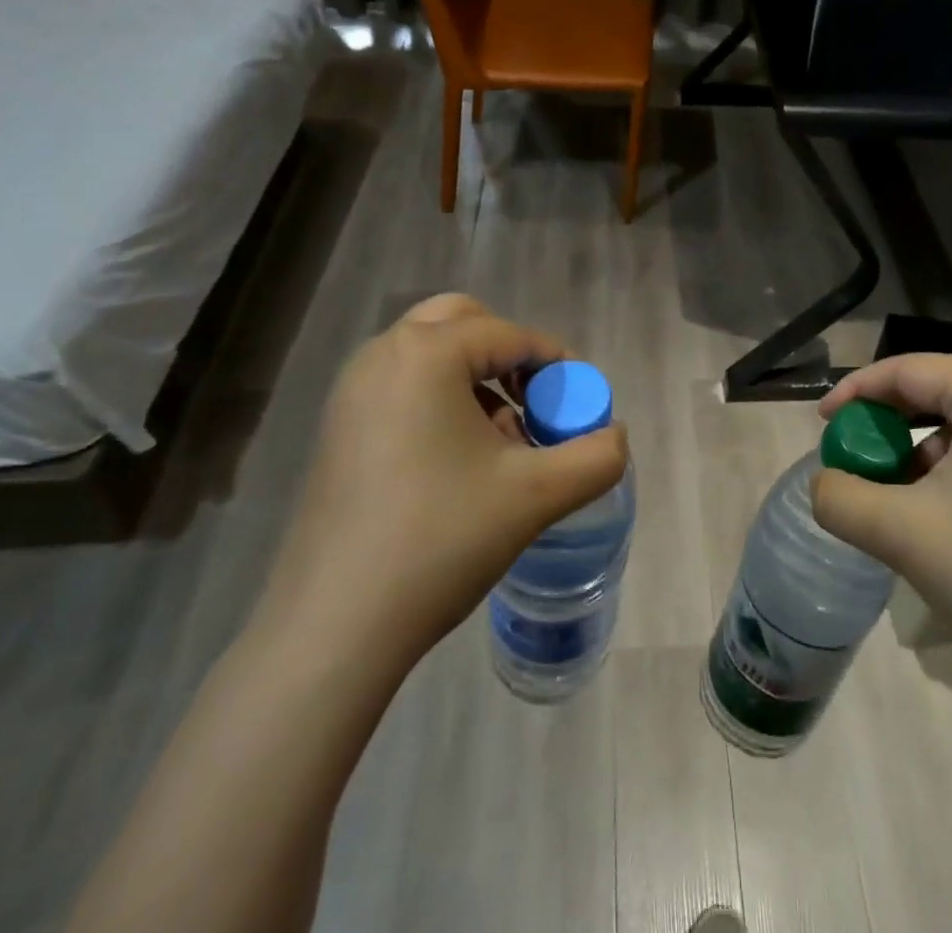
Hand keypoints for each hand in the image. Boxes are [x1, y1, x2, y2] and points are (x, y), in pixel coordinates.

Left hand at [258, 294, 629, 667]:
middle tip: (533, 404)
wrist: (334, 627)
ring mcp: (351, 392)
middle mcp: (382, 356)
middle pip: (463, 324)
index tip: (579, 405)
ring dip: (475, 379)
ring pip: (431, 355)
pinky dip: (441, 401)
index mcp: (426, 354)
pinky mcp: (338, 429)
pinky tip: (459, 463)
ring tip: (502, 442)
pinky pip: (403, 387)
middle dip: (508, 356)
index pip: (511, 336)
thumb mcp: (536, 496)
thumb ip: (595, 458)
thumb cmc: (440, 540)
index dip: (556, 364)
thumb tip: (616, 438)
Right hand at [811, 354, 951, 708]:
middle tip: (853, 446)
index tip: (821, 422)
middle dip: (888, 417)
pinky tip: (937, 513)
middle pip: (940, 390)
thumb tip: (823, 485)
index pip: (910, 369)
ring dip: (919, 447)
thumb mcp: (899, 532)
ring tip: (890, 487)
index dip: (856, 390)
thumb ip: (839, 497)